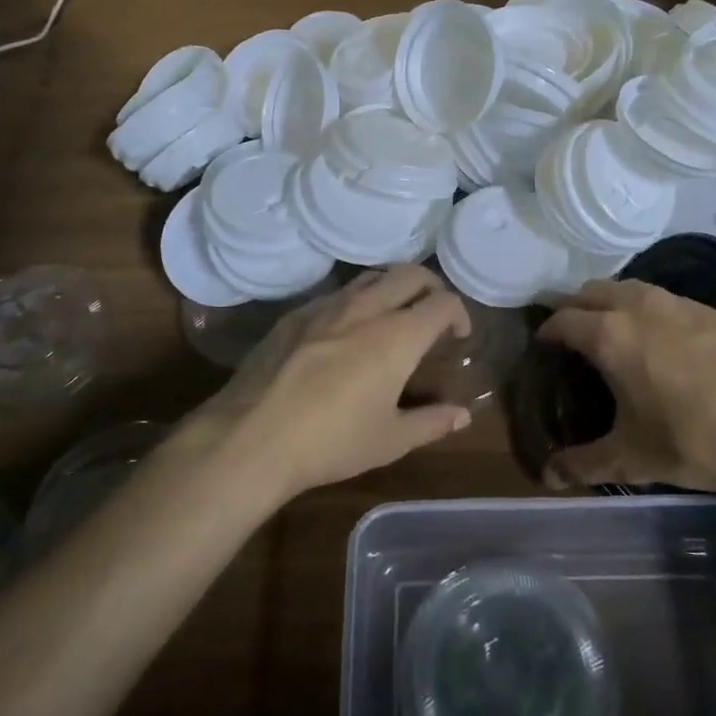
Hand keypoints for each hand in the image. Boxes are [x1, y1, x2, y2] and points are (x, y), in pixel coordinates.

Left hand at [214, 266, 474, 499]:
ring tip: (393, 314)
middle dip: (430, 286)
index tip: (458, 334)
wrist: (252, 437)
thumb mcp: (390, 440)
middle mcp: (366, 308)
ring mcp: (326, 306)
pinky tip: (346, 332)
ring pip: (371, 277)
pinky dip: (356, 301)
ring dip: (392, 287)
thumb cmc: (332, 442)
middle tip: (432, 312)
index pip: (443, 302)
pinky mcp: (295, 315)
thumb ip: (432, 422)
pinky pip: (336, 294)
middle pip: (410, 274)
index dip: (458, 313)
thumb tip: (462, 415)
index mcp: (397, 335)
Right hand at [537, 280, 715, 498]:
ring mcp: (678, 304)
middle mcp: (639, 307)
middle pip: (591, 291)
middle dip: (573, 308)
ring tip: (611, 333)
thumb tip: (548, 476)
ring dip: (610, 303)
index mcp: (610, 335)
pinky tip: (661, 341)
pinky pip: (663, 299)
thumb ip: (585, 463)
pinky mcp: (711, 311)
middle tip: (569, 336)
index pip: (562, 320)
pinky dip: (646, 309)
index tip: (541, 347)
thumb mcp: (634, 458)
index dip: (546, 331)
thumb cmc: (699, 441)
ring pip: (629, 288)